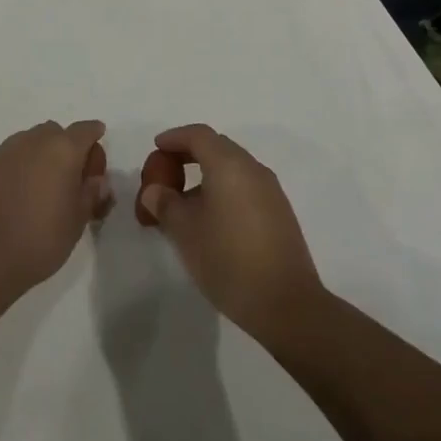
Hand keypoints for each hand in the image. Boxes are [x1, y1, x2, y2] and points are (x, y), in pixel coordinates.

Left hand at [0, 120, 114, 294]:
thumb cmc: (41, 237)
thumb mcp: (78, 221)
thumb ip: (91, 194)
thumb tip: (96, 181)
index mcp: (64, 148)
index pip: (86, 130)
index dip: (95, 140)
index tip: (96, 161)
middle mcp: (35, 140)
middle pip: (57, 133)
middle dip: (66, 149)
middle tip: (70, 179)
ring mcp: (7, 150)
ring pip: (32, 142)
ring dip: (42, 155)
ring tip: (43, 187)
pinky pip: (12, 157)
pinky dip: (21, 167)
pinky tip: (19, 194)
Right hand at [137, 124, 323, 340]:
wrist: (286, 304)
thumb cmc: (228, 260)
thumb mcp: (185, 232)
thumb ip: (165, 204)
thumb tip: (154, 191)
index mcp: (229, 165)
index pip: (199, 135)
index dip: (175, 137)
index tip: (157, 147)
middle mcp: (253, 169)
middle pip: (217, 147)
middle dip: (189, 154)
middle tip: (166, 173)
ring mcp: (270, 190)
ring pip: (233, 168)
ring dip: (207, 174)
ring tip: (185, 201)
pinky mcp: (280, 212)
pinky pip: (245, 186)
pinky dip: (224, 189)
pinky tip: (212, 219)